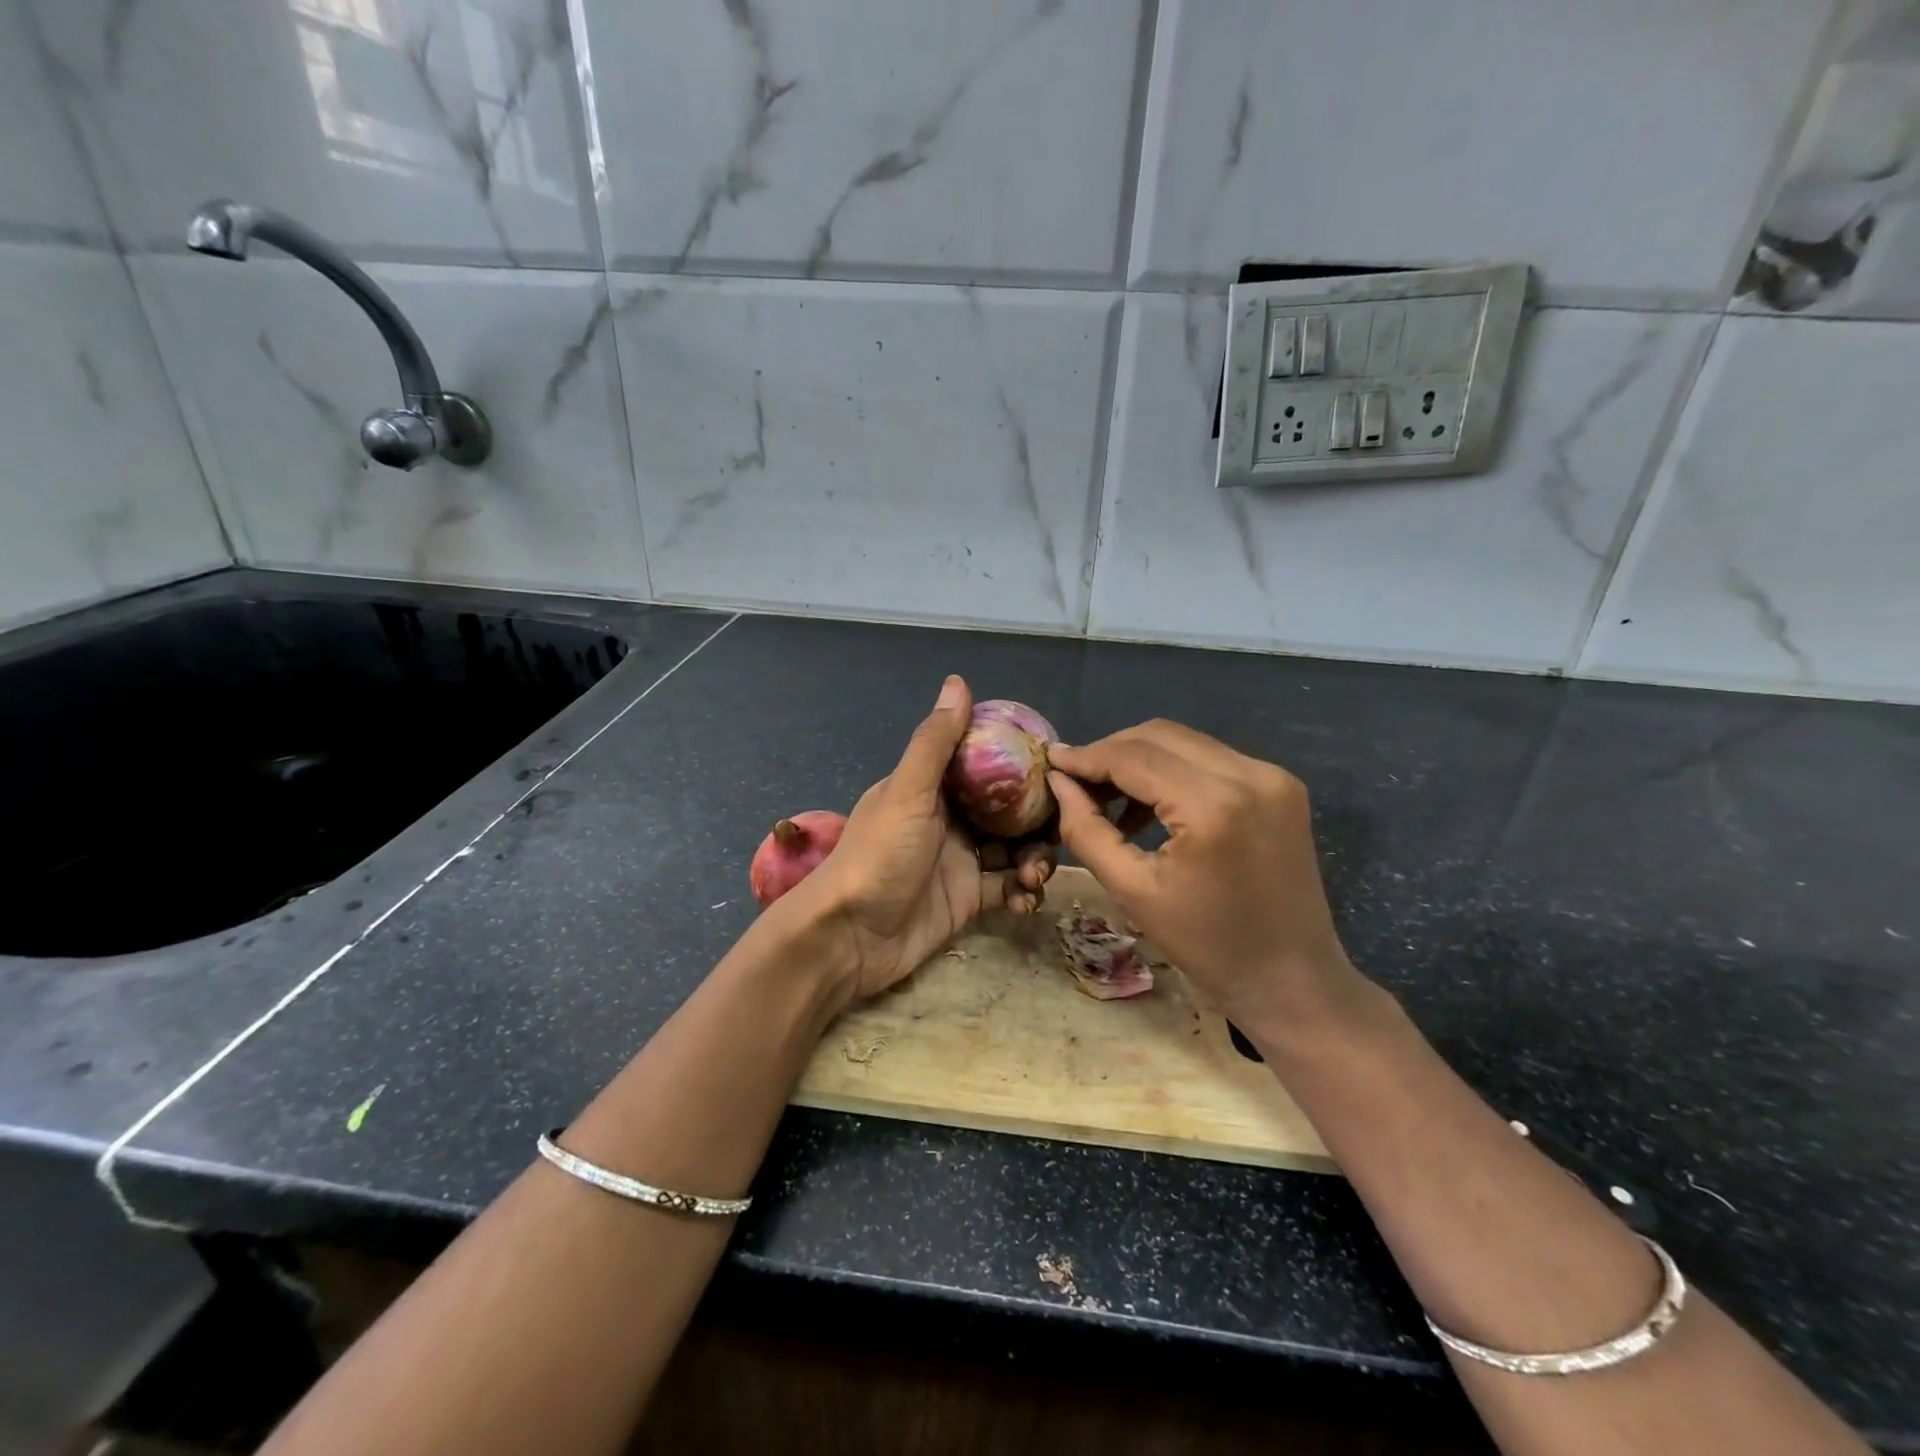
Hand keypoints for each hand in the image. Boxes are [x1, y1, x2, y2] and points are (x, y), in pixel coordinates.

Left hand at [787, 676, 1053, 1002]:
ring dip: (1034, 858)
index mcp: (933, 788)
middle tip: (1062, 829)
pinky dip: (1021, 892)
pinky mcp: (967, 899)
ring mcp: (960, 860)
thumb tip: (957, 680)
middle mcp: (949, 819)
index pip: (986, 765)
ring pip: (1013, 849)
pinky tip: (1025, 901)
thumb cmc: (879, 855)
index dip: (1021, 764)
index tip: (1058, 768)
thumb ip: (935, 742)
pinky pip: (1006, 888)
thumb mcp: (907, 792)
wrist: (850, 937)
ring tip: (1037, 874)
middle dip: (1037, 818)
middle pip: (1008, 809)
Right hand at [1048, 720, 1365, 1035]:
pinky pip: (1211, 759)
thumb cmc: (1207, 946)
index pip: (1134, 756)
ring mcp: (1272, 776)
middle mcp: (1250, 774)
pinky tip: (1150, 804)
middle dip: (1111, 752)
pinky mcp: (1281, 785)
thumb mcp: (1132, 891)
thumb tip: (1060, 783)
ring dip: (1140, 759)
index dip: (1087, 756)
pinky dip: (1173, 770)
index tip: (1051, 762)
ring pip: (1185, 742)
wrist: (1291, 978)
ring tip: (1107, 795)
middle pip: (1160, 735)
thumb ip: (1087, 830)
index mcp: (1214, 805)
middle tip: (1076, 780)